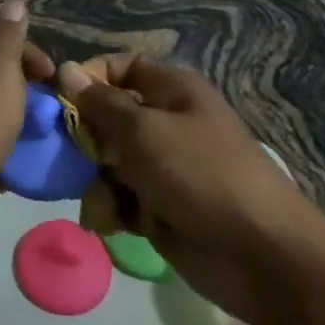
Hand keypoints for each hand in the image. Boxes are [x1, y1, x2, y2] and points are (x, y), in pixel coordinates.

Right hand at [58, 55, 324, 314]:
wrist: (262, 257)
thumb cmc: (200, 175)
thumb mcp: (144, 132)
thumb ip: (100, 104)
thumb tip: (65, 69)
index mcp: (172, 91)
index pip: (121, 68)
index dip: (90, 78)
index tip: (61, 100)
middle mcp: (167, 123)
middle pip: (109, 116)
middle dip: (86, 138)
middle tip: (70, 156)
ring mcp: (165, 167)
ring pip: (110, 161)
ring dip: (96, 181)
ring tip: (100, 203)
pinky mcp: (161, 208)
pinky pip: (122, 197)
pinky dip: (111, 208)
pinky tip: (109, 223)